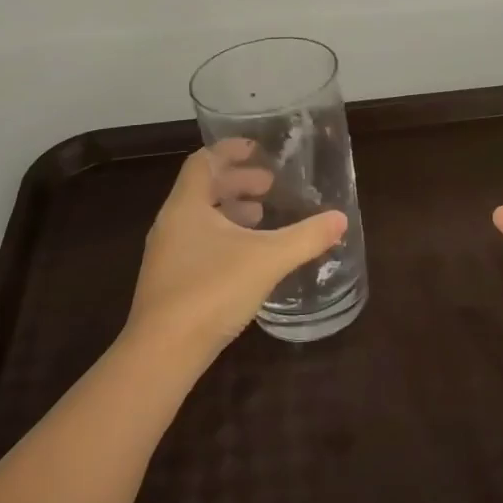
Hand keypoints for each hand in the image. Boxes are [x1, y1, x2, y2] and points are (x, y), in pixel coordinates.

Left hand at [127, 140, 347, 365]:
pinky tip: (245, 256)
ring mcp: (166, 254)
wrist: (162, 353)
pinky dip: (222, 236)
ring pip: (199, 218)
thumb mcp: (267, 259)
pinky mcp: (169, 281)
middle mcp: (171, 224)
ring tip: (262, 216)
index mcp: (186, 206)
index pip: (203, 162)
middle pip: (202, 188)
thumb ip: (306, 237)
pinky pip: (197, 243)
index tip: (257, 149)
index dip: (230, 151)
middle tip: (269, 186)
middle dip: (237, 182)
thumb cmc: (211, 291)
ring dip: (230, 210)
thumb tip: (340, 219)